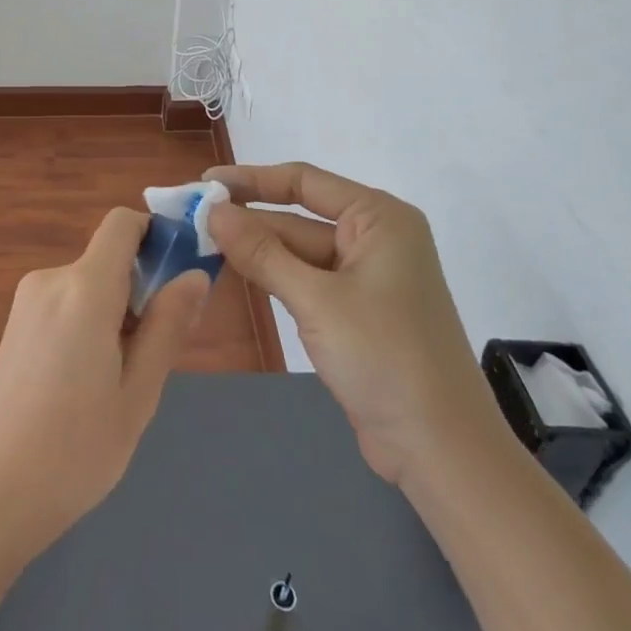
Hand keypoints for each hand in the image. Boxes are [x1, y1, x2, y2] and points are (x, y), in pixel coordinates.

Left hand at [0, 209, 209, 561]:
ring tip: (118, 385)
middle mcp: (50, 280)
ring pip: (88, 288)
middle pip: (108, 260)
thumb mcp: (138, 394)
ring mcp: (25, 303)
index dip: (155, 234)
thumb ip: (167, 327)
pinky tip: (85, 388)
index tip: (181, 273)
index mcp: (84, 287)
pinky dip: (88, 327)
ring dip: (115, 315)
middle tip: (155, 357)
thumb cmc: (73, 451)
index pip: (122, 223)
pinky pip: (65, 306)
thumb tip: (193, 274)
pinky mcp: (13, 327)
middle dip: (141, 291)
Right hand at [205, 163, 500, 484]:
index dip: (250, 179)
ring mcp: (365, 277)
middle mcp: (374, 238)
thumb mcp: (317, 300)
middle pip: (297, 217)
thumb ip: (261, 252)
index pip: (304, 181)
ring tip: (199, 243)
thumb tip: (211, 209)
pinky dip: (271, 276)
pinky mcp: (354, 311)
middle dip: (246, 220)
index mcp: (379, 218)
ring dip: (254, 249)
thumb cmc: (385, 358)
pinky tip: (233, 272)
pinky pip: (304, 280)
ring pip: (297, 251)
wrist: (440, 451)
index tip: (203, 183)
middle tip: (190, 220)